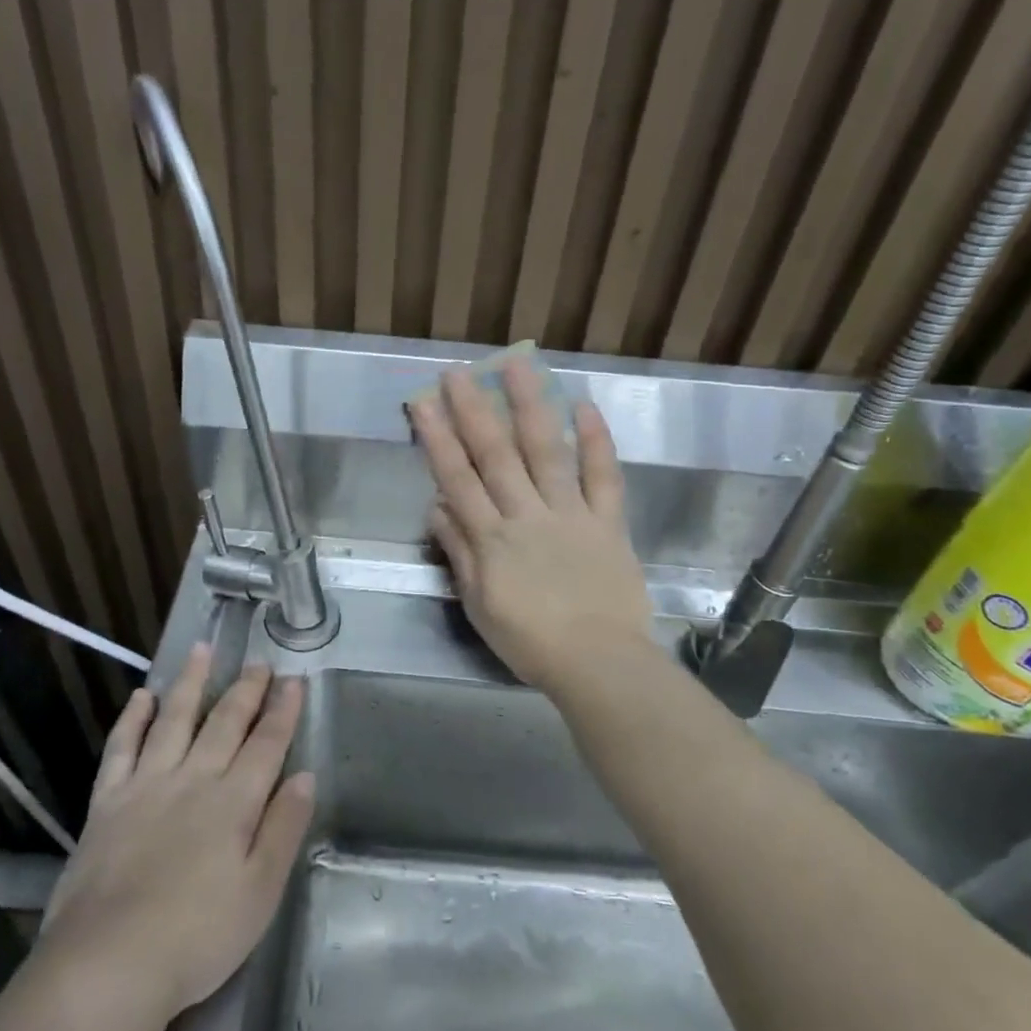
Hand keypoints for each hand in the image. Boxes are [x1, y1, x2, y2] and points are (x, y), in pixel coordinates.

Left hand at [34, 645, 315, 1030]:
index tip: (294, 679)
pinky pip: (121, 747)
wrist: (107, 964)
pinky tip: (143, 696)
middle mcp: (192, 779)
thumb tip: (304, 776)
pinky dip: (133, 719)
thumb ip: (284, 829)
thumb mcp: (260, 893)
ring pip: (174, 720)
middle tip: (259, 662)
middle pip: (225, 723)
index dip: (283, 710)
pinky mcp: (106, 802)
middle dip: (246, 690)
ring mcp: (146, 785)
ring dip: (191, 683)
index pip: (266, 744)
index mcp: (233, 802)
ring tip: (203, 650)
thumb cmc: (197, 937)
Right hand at [410, 359, 654, 694]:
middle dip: (474, 411)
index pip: (458, 479)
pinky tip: (584, 405)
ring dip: (530, 407)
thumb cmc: (530, 642)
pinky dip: (596, 440)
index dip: (438, 439)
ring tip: (518, 366)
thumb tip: (438, 507)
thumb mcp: (479, 605)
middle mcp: (527, 516)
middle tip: (458, 372)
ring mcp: (570, 514)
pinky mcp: (608, 521)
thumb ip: (460, 553)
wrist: (598, 663)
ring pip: (546, 452)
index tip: (423, 403)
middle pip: (496, 456)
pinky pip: (603, 476)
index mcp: (492, 539)